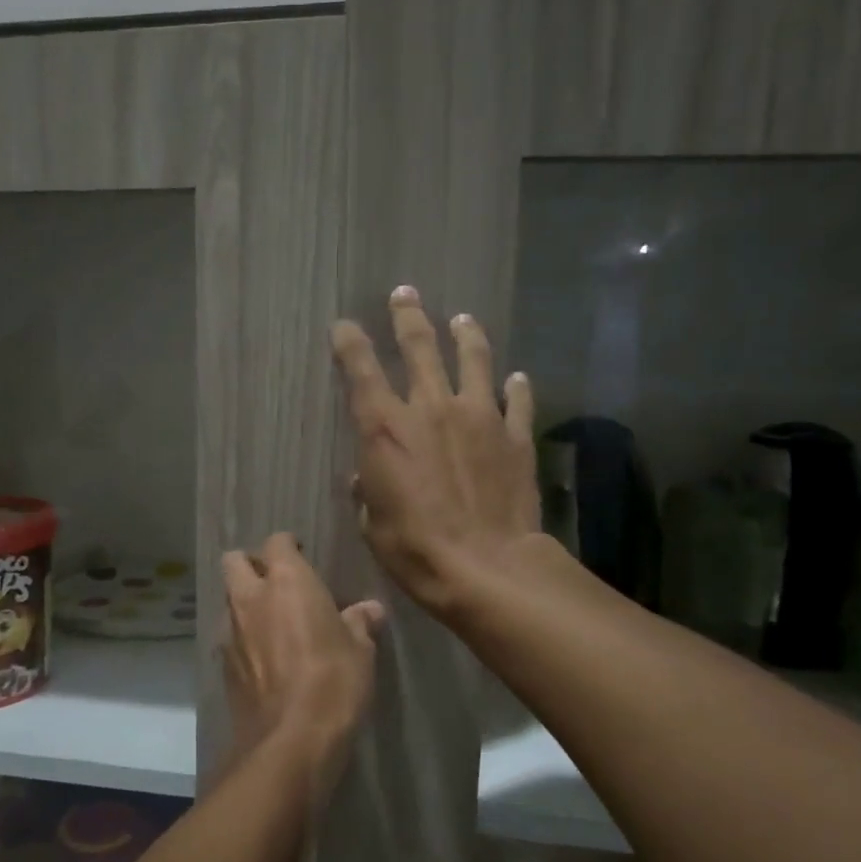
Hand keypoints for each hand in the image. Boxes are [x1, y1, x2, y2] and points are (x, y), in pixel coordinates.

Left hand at [220, 533, 383, 788]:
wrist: (291, 740)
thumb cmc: (334, 682)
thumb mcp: (360, 651)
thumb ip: (360, 622)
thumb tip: (371, 609)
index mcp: (287, 582)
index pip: (276, 542)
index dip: (287, 545)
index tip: (301, 553)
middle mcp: (251, 598)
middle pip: (234, 561)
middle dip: (251, 564)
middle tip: (277, 582)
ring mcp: (231, 631)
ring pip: (229, 599)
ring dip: (245, 602)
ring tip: (271, 622)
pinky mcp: (224, 664)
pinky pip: (230, 637)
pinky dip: (243, 637)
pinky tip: (264, 658)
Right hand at [331, 287, 538, 617]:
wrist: (486, 567)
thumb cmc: (415, 549)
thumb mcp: (373, 523)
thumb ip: (368, 491)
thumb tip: (366, 478)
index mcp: (386, 428)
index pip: (361, 370)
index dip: (349, 343)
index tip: (344, 326)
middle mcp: (431, 408)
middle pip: (419, 347)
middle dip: (408, 317)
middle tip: (405, 294)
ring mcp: (479, 417)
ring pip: (472, 360)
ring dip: (465, 336)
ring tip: (462, 319)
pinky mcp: (514, 437)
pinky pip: (516, 403)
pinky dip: (515, 388)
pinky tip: (516, 378)